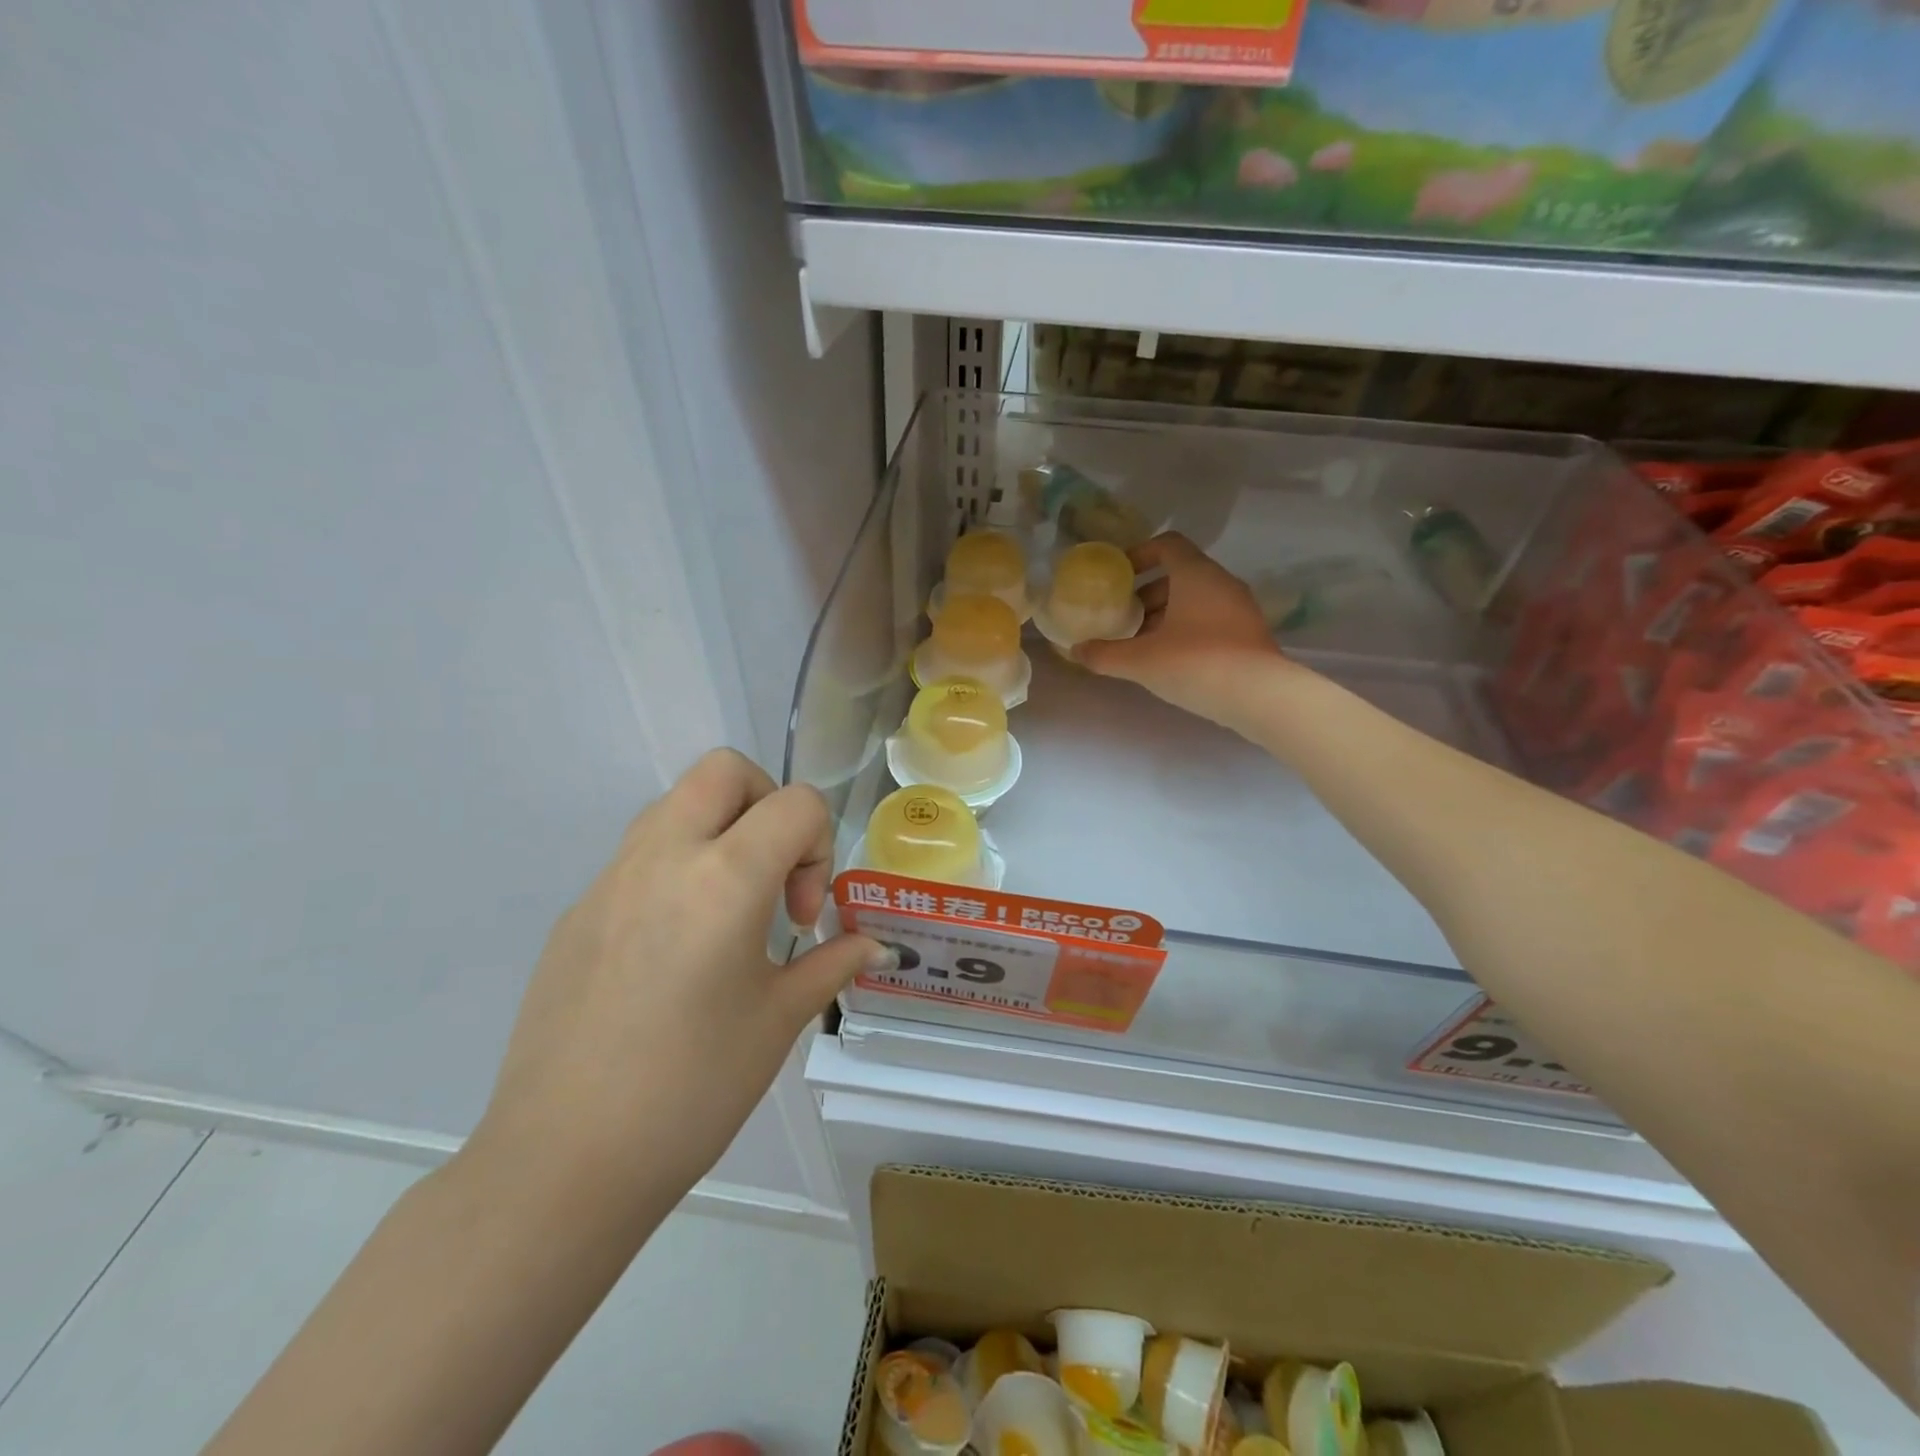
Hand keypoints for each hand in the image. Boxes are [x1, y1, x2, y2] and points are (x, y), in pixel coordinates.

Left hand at [470, 749, 886, 1206]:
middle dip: (767, 803)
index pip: (794, 803)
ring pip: (676, 804)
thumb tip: (874, 946)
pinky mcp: (576, 912)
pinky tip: (675, 952)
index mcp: (723, 878)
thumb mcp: (779, 1021)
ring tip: (729, 912)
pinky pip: (638, 855)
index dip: (820, 846)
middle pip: (724, 770)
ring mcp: (609, 880)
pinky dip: (676, 869)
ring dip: (719, 831)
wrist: (563, 1163)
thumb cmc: (692, 1090)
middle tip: (773, 876)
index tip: (801, 918)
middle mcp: (662, 857)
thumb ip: (831, 964)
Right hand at [1075, 532, 1292, 721]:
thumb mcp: (1140, 661)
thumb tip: (1076, 650)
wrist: (1259, 697)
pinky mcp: (1248, 634)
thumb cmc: (1195, 663)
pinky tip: (1169, 659)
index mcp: (1196, 574)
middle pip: (1179, 574)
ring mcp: (1239, 608)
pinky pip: (1210, 619)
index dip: (1139, 554)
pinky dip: (1186, 629)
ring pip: (1195, 599)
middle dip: (1147, 594)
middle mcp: (1221, 583)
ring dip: (1165, 614)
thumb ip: (1104, 654)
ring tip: (1141, 643)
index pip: (1167, 544)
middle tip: (1123, 617)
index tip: (1118, 577)